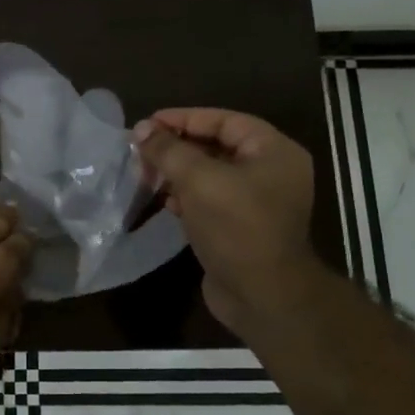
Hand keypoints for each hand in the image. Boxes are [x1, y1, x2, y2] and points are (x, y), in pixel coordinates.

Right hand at [133, 109, 317, 335]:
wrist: (262, 295)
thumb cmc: (236, 227)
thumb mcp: (199, 180)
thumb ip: (169, 151)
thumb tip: (142, 130)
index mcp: (273, 152)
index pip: (224, 121)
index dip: (184, 119)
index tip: (148, 124)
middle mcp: (270, 172)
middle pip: (216, 147)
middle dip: (177, 148)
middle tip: (141, 151)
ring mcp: (257, 203)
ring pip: (210, 176)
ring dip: (177, 173)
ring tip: (145, 174)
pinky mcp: (241, 228)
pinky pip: (210, 202)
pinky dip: (186, 198)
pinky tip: (163, 201)